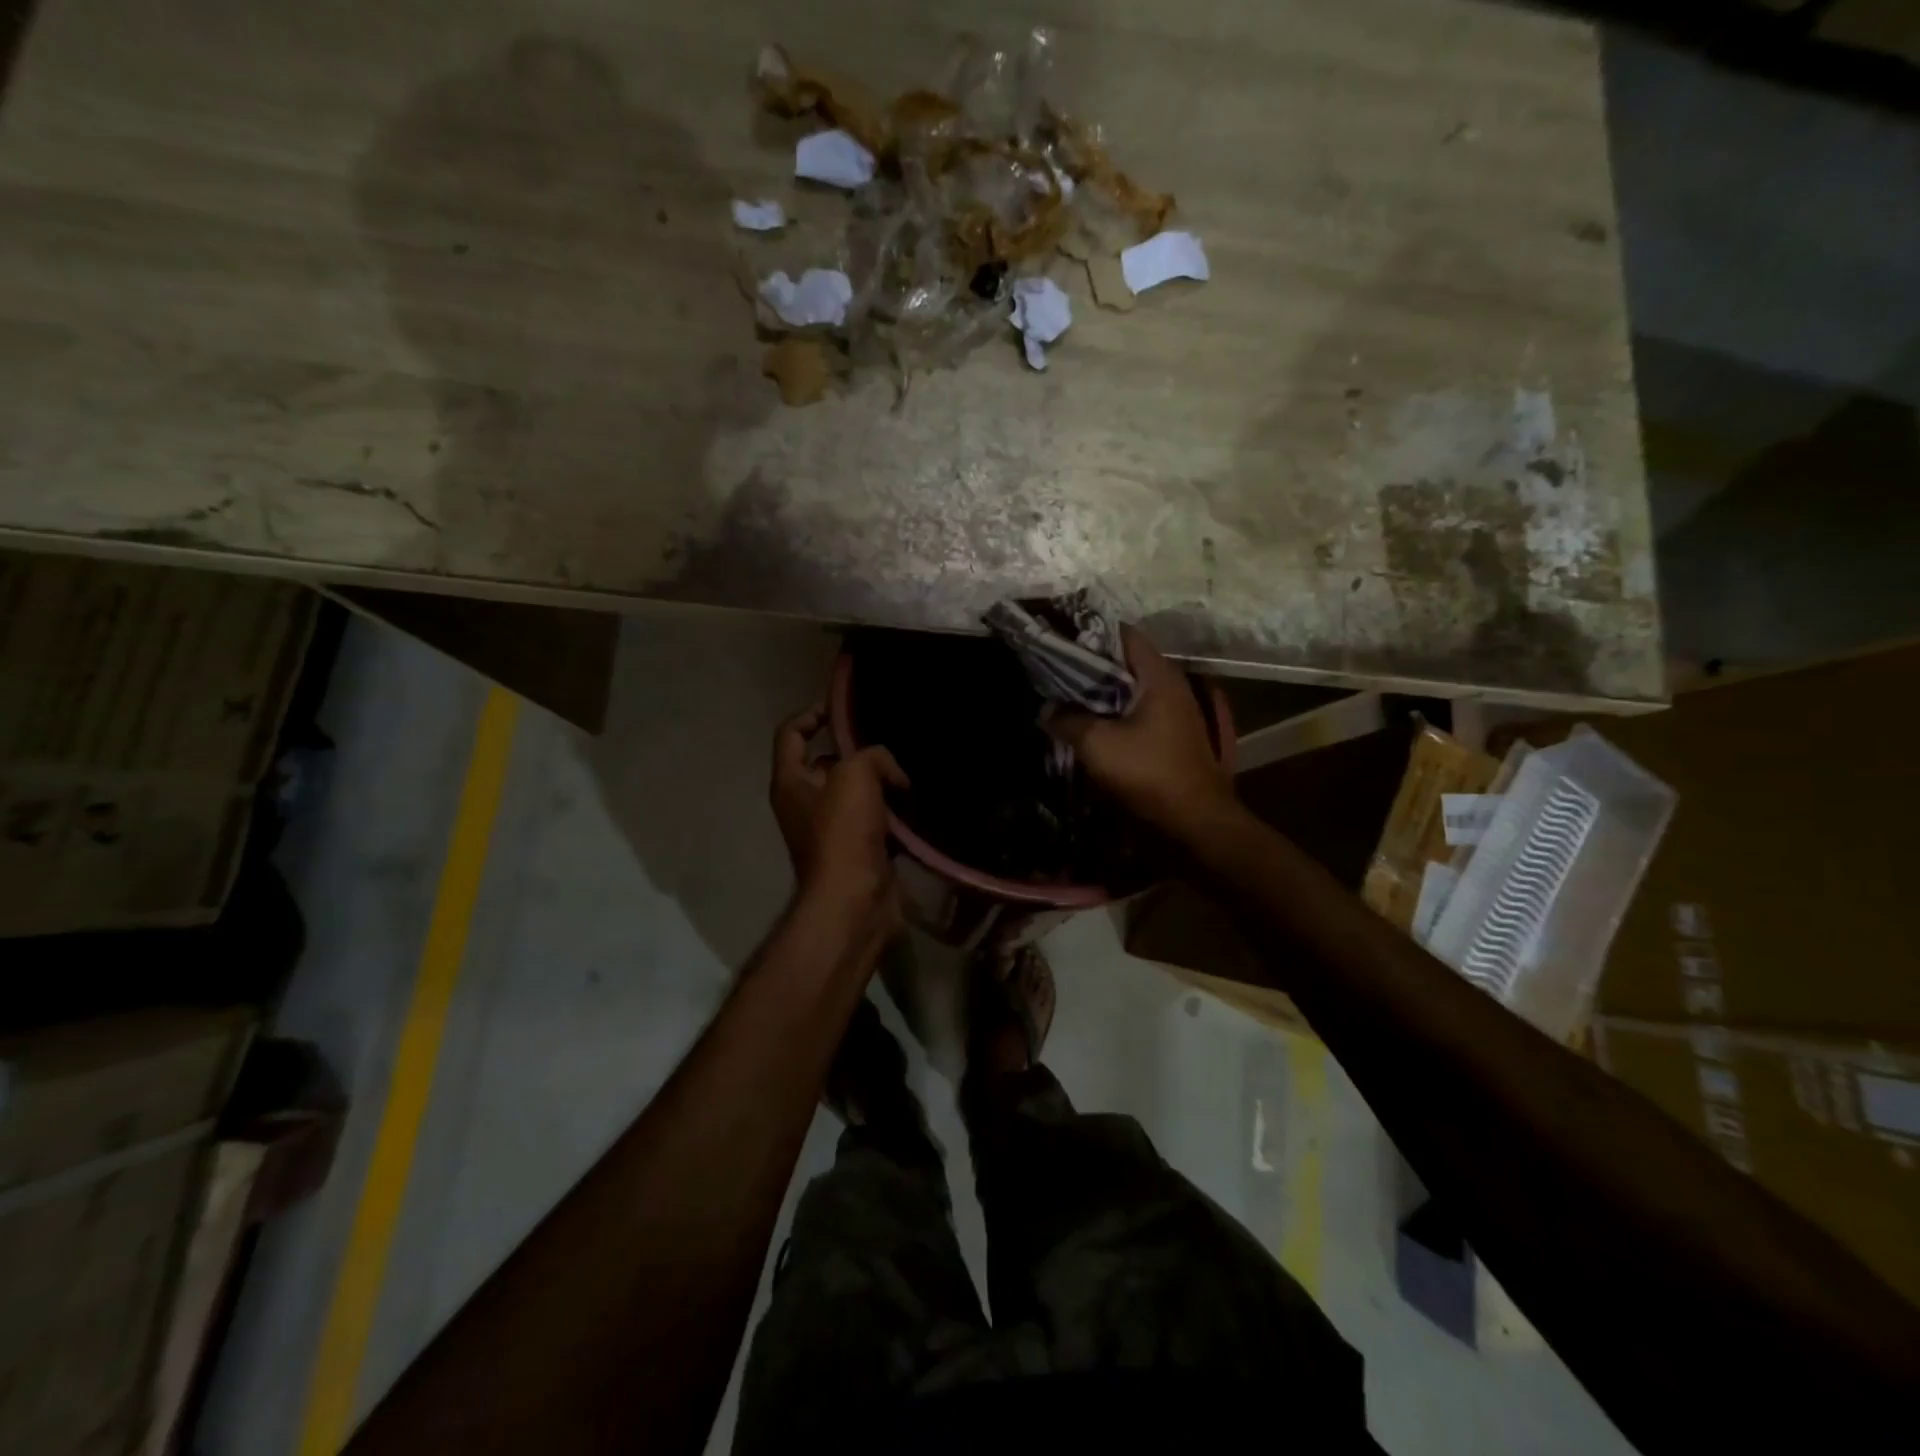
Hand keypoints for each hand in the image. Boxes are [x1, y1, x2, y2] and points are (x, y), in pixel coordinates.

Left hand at [770, 705, 908, 914]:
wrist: (855, 900)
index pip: (790, 733)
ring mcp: (830, 831)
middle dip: (858, 753)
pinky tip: (916, 809)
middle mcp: (804, 804)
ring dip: (881, 785)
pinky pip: (875, 822)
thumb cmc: (843, 832)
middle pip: (828, 764)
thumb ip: (872, 756)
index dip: (811, 713)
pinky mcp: (857, 852)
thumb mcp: (855, 775)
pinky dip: (893, 815)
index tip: (841, 709)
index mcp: (790, 782)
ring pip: (857, 794)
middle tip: (890, 748)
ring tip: (910, 777)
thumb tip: (890, 773)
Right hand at [1048, 626, 1233, 835]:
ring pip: (1132, 688)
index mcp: (1159, 676)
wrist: (1195, 820)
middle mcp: (1173, 686)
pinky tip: (1091, 723)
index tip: (1061, 640)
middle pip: (1127, 662)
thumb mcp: (1098, 744)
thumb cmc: (1149, 772)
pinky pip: (1139, 711)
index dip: (1092, 634)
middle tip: (1056, 669)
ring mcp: (1177, 711)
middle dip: (1092, 664)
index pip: (1125, 635)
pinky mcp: (1173, 735)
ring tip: (1067, 696)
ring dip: (1102, 691)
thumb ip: (1068, 721)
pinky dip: (1115, 711)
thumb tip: (1046, 712)